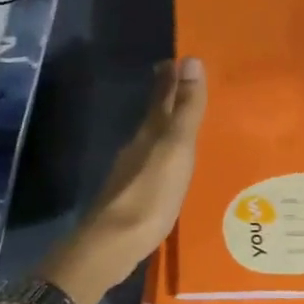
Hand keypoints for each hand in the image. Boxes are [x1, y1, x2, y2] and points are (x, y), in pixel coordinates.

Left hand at [36, 58, 207, 303]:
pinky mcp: (132, 197)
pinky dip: (161, 156)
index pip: (162, 97)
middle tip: (174, 79)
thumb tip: (190, 60)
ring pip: (151, 140)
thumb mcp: (176, 148)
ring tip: (179, 123)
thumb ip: (186, 109)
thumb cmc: (151, 194)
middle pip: (154, 116)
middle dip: (165, 98)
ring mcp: (131, 173)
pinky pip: (151, 165)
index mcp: (150, 133)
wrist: (113, 244)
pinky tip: (168, 166)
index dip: (170, 78)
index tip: (175, 59)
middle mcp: (138, 147)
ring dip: (164, 127)